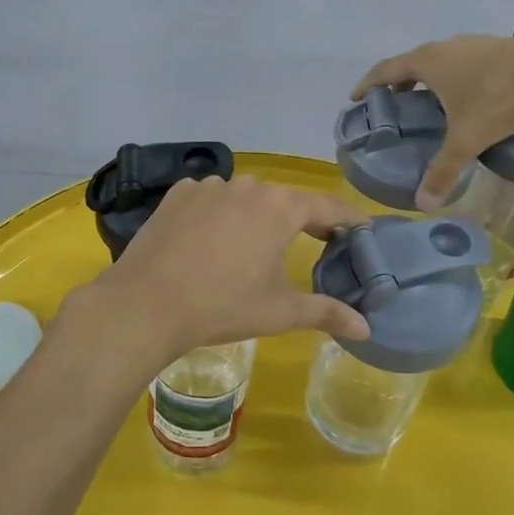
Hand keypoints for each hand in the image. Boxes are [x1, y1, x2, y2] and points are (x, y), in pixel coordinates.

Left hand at [65, 176, 370, 375]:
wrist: (147, 302)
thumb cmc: (223, 305)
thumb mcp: (280, 312)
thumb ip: (326, 312)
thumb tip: (366, 329)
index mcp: (280, 207)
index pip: (327, 206)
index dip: (349, 219)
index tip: (363, 230)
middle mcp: (248, 185)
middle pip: (284, 200)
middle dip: (301, 219)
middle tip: (315, 241)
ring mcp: (209, 185)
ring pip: (244, 198)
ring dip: (255, 216)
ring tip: (254, 246)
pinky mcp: (178, 193)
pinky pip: (210, 199)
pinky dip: (218, 214)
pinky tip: (210, 240)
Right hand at [354, 35, 513, 209]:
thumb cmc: (499, 99)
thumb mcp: (467, 140)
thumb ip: (443, 171)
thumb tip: (423, 205)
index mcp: (427, 62)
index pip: (385, 70)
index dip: (368, 84)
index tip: (356, 98)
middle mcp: (444, 47)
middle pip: (411, 63)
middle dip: (399, 83)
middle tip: (394, 105)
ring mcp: (472, 44)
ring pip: (439, 60)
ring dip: (428, 78)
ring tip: (428, 102)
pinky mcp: (496, 47)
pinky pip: (463, 62)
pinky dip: (454, 76)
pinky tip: (467, 96)